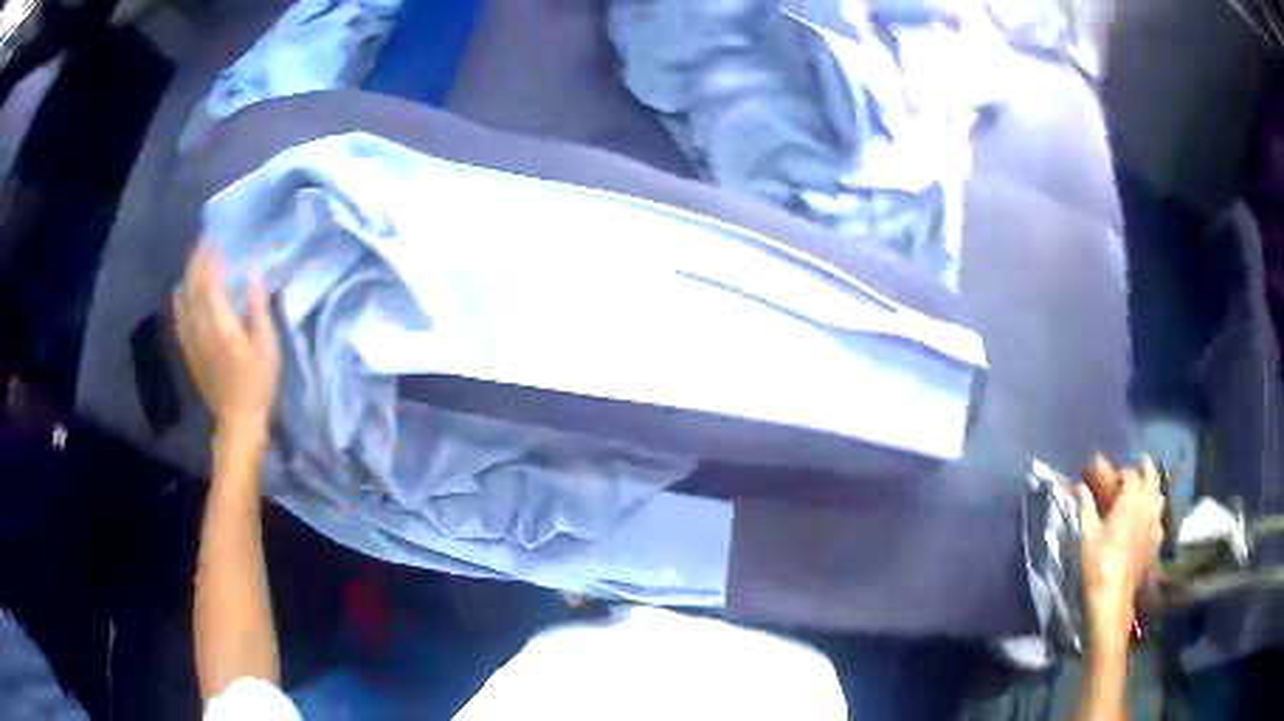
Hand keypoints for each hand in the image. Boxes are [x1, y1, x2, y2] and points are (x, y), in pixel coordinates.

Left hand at [174, 242, 279, 432]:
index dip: (211, 255)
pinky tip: (181, 291)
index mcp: (219, 322)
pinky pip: (180, 318)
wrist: (238, 421)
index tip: (218, 234)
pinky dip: (180, 299)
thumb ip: (258, 308)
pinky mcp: (190, 351)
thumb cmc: (257, 383)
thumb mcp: (267, 345)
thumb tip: (254, 274)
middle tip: (207, 239)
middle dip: (198, 260)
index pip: (209, 279)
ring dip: (188, 275)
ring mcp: (192, 340)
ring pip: (183, 299)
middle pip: (193, 285)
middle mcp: (200, 326)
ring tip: (196, 259)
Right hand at [1077, 456, 1164, 650]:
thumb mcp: (1087, 535)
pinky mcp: (1155, 543)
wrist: (1113, 597)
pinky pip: (1160, 521)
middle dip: (1146, 469)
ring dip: (1154, 489)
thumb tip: (1080, 487)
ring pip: (1160, 498)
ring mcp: (1154, 525)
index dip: (1122, 473)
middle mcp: (1146, 507)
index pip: (1130, 476)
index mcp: (1130, 501)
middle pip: (1152, 479)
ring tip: (1148, 489)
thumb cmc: (1098, 563)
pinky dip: (1156, 514)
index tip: (1113, 478)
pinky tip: (1152, 520)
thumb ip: (1086, 508)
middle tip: (1141, 462)